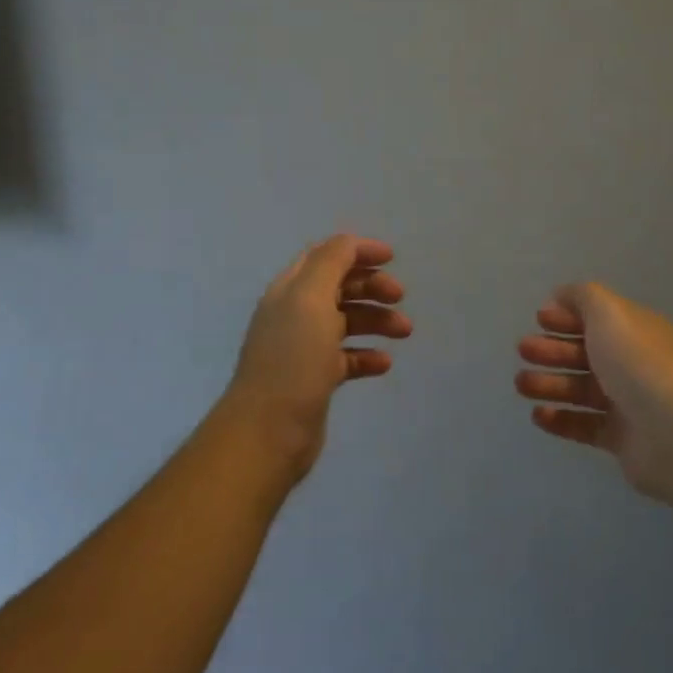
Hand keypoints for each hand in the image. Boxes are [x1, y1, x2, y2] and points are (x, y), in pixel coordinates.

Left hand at [223, 235, 409, 480]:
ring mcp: (304, 348)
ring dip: (376, 320)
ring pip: (347, 322)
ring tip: (404, 332)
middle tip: (399, 297)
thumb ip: (331, 262)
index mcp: (291, 289)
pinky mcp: (315, 379)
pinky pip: (347, 358)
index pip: (326, 256)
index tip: (392, 257)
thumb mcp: (311, 298)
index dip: (357, 251)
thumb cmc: (293, 357)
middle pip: (340, 287)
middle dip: (372, 286)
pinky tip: (384, 363)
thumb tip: (350, 242)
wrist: (268, 430)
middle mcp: (295, 313)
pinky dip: (367, 355)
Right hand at [515, 282, 672, 500]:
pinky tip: (538, 415)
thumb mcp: (609, 312)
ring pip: (580, 389)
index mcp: (634, 330)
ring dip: (548, 383)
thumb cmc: (638, 362)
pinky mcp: (621, 439)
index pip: (596, 318)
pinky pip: (584, 425)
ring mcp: (628, 403)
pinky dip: (560, 419)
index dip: (567, 316)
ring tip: (520, 384)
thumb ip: (583, 297)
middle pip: (584, 353)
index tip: (538, 319)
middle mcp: (632, 363)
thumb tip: (562, 294)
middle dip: (551, 349)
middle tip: (523, 350)